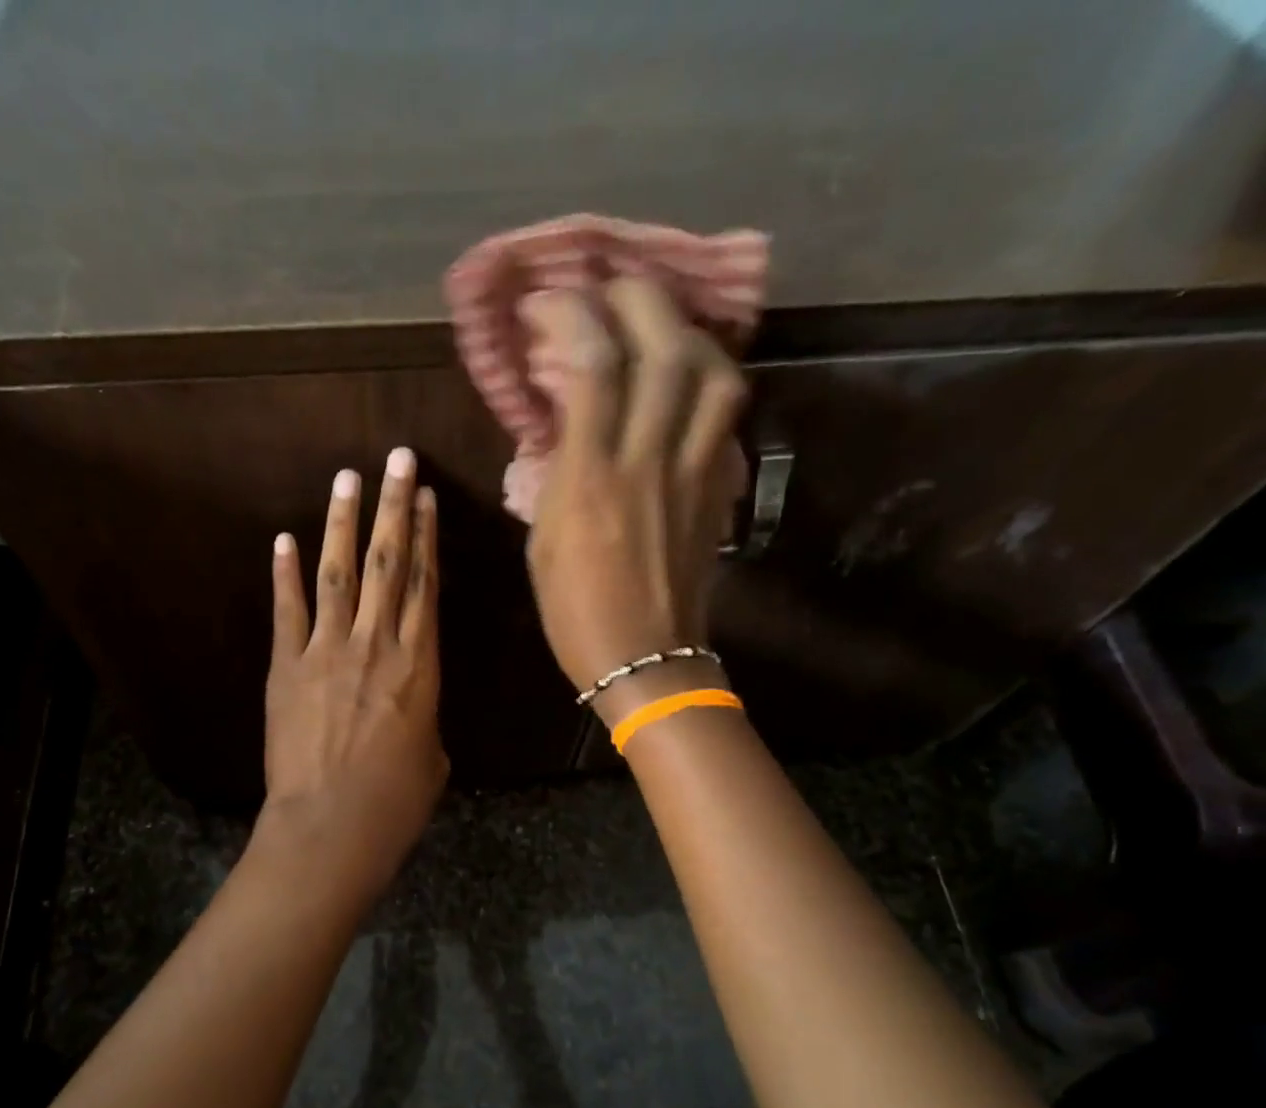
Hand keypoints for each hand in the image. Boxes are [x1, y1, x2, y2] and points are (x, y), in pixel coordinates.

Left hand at [259, 447, 447, 892]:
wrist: (332, 827)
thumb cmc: (396, 802)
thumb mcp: (432, 757)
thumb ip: (423, 718)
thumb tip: (411, 707)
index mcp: (419, 665)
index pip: (425, 586)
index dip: (426, 538)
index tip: (426, 498)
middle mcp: (376, 645)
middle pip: (387, 564)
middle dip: (394, 508)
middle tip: (397, 460)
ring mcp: (327, 652)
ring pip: (339, 574)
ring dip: (342, 523)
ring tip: (348, 478)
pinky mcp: (286, 668)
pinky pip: (287, 612)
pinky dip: (285, 575)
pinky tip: (284, 540)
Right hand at [521, 279, 747, 724]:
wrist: (645, 659)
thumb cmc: (575, 611)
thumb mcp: (542, 541)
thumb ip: (556, 472)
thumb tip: (564, 421)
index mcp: (591, 479)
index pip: (591, 364)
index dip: (570, 314)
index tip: (546, 302)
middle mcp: (648, 460)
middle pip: (662, 345)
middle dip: (634, 298)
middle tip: (608, 290)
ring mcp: (693, 471)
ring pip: (710, 371)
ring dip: (684, 330)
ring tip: (657, 323)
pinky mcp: (718, 487)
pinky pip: (723, 414)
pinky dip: (706, 378)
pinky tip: (686, 376)